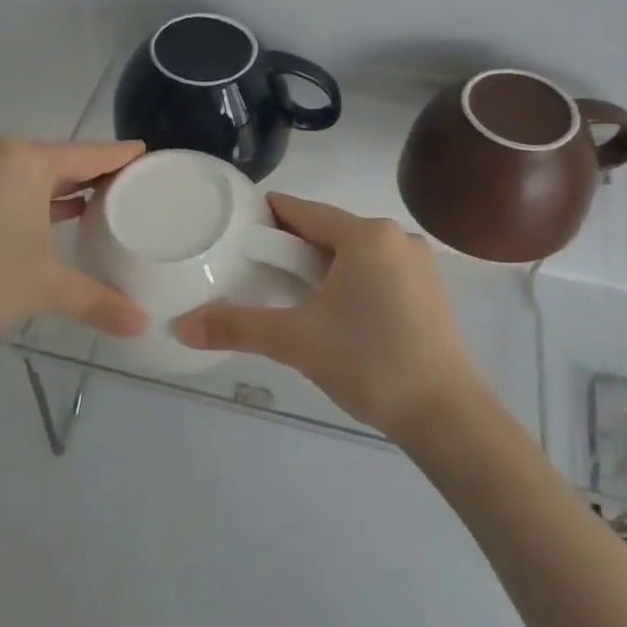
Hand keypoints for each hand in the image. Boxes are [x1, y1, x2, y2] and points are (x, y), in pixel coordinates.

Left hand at [0, 136, 150, 369]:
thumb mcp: (45, 288)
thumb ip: (98, 301)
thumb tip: (144, 325)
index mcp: (25, 160)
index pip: (91, 153)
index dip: (124, 157)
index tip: (153, 158)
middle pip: (62, 158)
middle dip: (97, 175)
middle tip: (136, 189)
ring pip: (34, 172)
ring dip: (65, 188)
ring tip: (104, 204)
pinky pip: (10, 183)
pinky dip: (36, 197)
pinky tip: (57, 216)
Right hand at [172, 195, 485, 441]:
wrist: (446, 415)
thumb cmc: (370, 363)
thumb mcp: (297, 341)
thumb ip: (237, 327)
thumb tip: (180, 326)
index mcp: (366, 235)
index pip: (302, 210)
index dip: (266, 218)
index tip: (235, 231)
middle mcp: (396, 237)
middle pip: (327, 232)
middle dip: (290, 249)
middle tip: (253, 274)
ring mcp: (418, 265)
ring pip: (353, 254)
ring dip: (319, 268)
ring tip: (287, 298)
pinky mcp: (429, 291)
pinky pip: (376, 272)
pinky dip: (348, 282)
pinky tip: (333, 313)